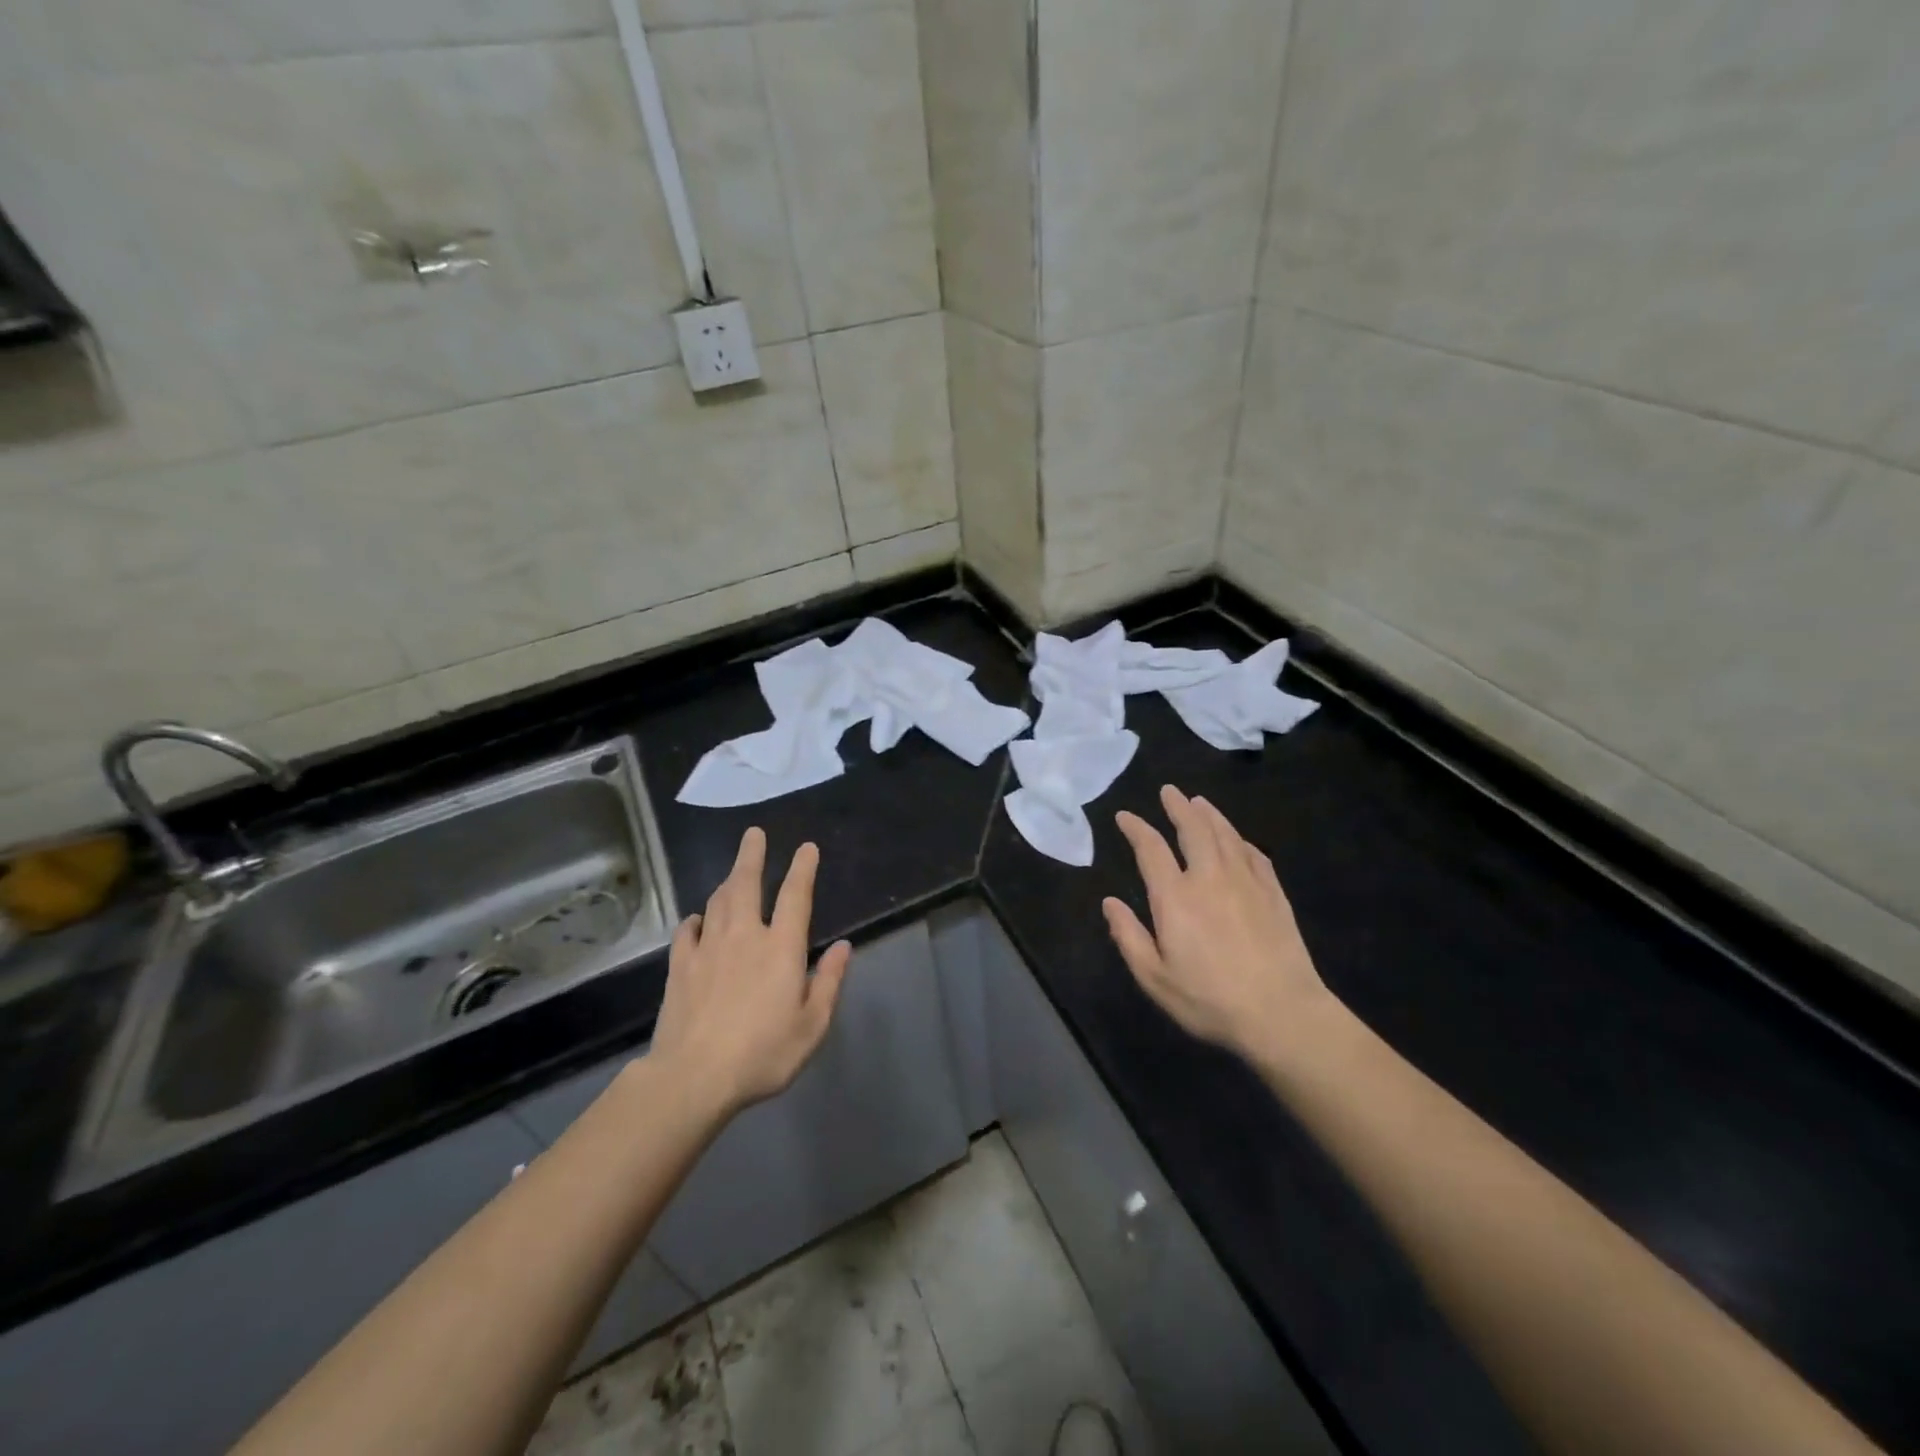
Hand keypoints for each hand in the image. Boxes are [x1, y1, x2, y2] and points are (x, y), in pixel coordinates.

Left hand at [650, 827, 851, 1117]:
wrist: (693, 1077)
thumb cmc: (762, 1054)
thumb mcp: (812, 1026)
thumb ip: (829, 982)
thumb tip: (843, 946)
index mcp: (781, 948)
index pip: (795, 896)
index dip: (803, 868)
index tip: (806, 847)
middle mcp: (744, 937)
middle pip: (747, 884)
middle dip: (752, 856)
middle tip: (753, 833)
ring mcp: (707, 949)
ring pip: (717, 902)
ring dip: (727, 882)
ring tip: (733, 872)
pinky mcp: (679, 967)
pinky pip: (687, 931)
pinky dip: (695, 919)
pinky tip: (697, 919)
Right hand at [1104, 786, 1338, 1063]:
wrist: (1282, 1014)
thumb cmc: (1209, 1000)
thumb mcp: (1154, 978)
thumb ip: (1128, 937)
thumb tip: (1109, 902)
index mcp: (1175, 897)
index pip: (1151, 849)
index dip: (1136, 828)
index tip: (1125, 816)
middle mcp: (1210, 878)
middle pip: (1194, 830)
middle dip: (1178, 807)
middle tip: (1169, 791)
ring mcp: (1246, 883)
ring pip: (1226, 836)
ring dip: (1210, 815)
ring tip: (1199, 802)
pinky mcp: (1274, 895)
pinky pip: (1255, 856)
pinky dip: (1241, 842)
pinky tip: (1239, 841)